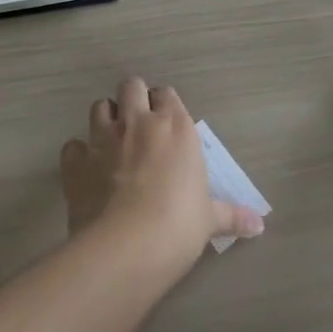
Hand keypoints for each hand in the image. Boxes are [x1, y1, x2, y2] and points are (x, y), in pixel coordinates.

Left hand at [62, 77, 264, 266]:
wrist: (128, 245)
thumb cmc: (180, 224)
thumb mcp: (209, 219)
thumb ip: (232, 216)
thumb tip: (260, 225)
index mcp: (175, 126)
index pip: (167, 95)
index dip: (165, 105)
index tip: (167, 122)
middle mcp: (138, 122)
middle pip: (131, 86)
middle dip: (133, 98)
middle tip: (138, 122)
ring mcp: (103, 139)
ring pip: (99, 107)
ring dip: (105, 118)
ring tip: (111, 139)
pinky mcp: (75, 162)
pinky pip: (72, 145)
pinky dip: (78, 154)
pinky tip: (86, 169)